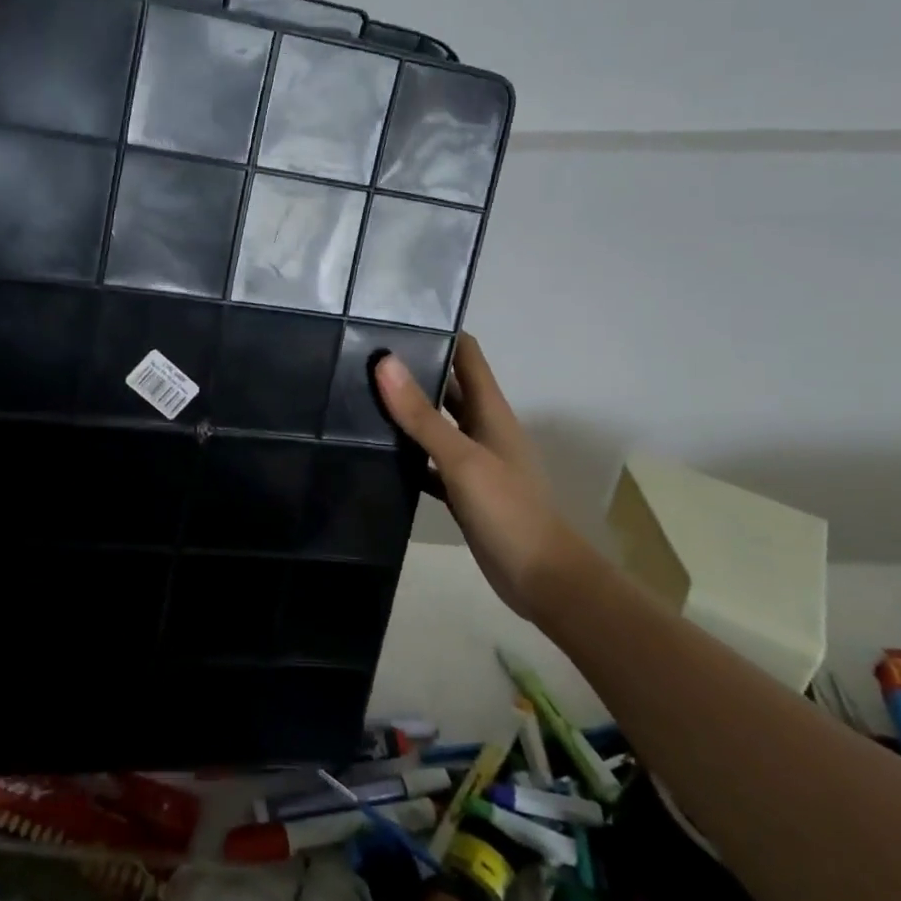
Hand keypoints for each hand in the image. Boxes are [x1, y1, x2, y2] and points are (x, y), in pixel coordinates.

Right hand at [375, 333, 590, 620]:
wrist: (541, 579)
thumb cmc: (508, 510)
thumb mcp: (462, 458)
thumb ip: (422, 414)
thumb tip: (385, 363)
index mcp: (491, 411)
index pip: (467, 355)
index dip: (438, 333)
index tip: (396, 321)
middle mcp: (482, 428)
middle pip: (448, 387)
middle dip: (413, 371)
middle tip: (363, 358)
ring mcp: (473, 460)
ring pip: (436, 425)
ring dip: (407, 413)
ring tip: (359, 397)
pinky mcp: (462, 490)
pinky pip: (430, 463)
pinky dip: (408, 456)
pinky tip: (376, 454)